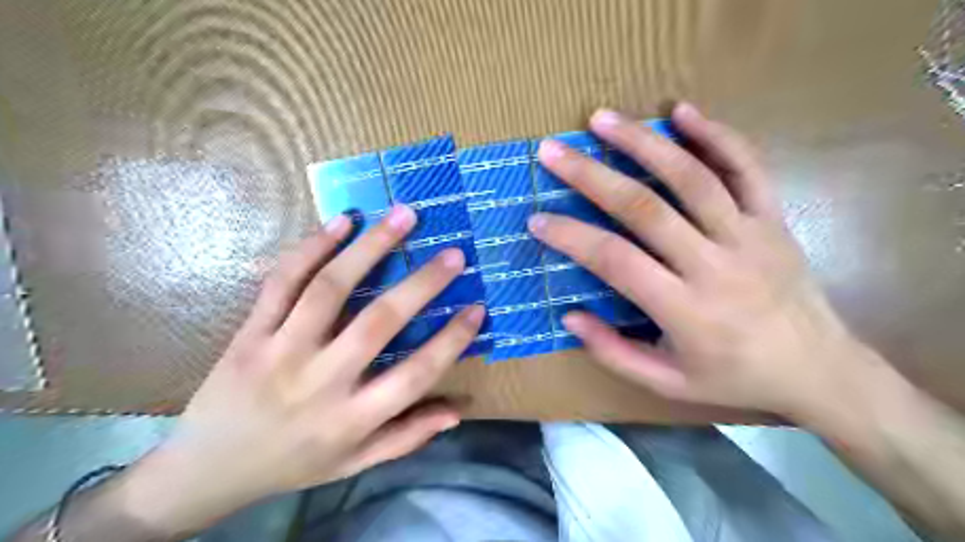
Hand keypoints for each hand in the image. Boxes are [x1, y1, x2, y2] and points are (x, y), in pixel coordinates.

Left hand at [120, 206, 482, 535]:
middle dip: (422, 284)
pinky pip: (282, 281)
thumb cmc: (293, 463)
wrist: (205, 469)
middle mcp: (320, 382)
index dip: (451, 341)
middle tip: (453, 253)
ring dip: (370, 247)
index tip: (477, 308)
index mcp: (351, 419)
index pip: (415, 375)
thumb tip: (458, 412)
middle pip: (379, 323)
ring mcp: (280, 351)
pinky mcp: (250, 331)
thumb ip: (407, 437)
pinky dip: (313, 247)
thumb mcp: (355, 463)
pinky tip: (343, 222)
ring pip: (330, 289)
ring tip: (403, 216)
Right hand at [527, 105, 866, 416]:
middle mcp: (714, 265)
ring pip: (691, 177)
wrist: (818, 370)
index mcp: (685, 310)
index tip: (537, 219)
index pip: (615, 261)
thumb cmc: (735, 378)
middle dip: (592, 176)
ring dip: (643, 143)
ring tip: (602, 120)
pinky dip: (715, 134)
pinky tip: (681, 111)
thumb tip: (569, 317)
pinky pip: (746, 167)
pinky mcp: (773, 218)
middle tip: (554, 151)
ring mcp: (748, 235)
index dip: (571, 237)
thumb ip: (614, 353)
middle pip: (645, 208)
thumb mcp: (667, 383)